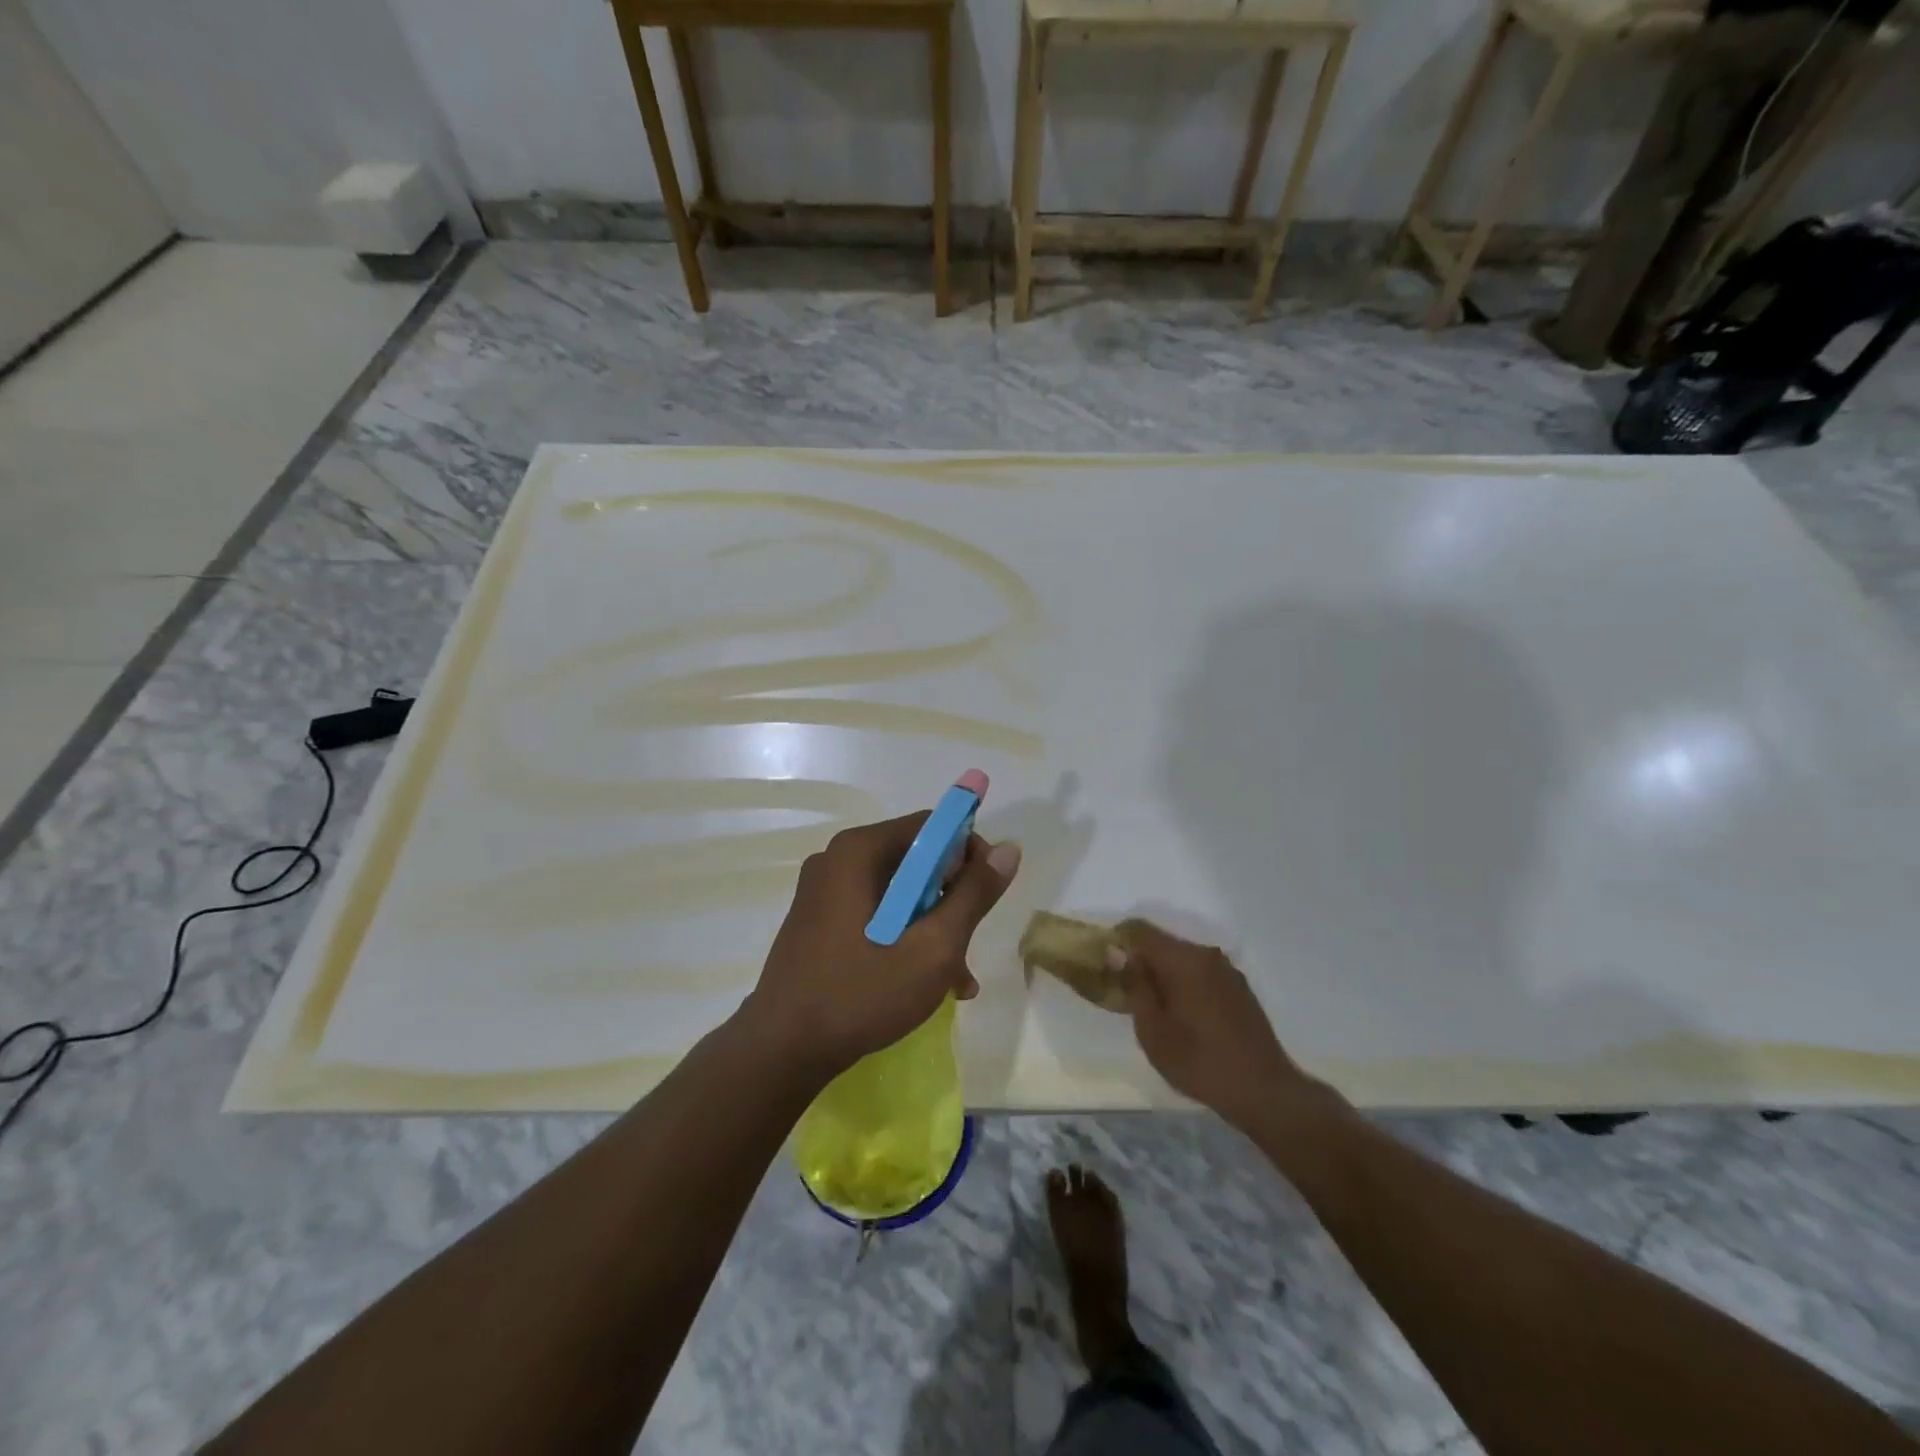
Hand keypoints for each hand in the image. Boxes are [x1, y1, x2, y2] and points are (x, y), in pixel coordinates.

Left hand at [740, 813, 1020, 1084]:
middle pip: (915, 861)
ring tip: (956, 979)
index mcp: (859, 851)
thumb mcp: (933, 948)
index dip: (969, 854)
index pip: (931, 827)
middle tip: (968, 946)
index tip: (987, 895)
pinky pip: (875, 913)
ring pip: (899, 893)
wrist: (781, 1051)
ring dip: (932, 927)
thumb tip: (1010, 848)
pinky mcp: (818, 921)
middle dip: (951, 901)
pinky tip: (925, 982)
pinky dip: (903, 937)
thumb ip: (973, 895)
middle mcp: (837, 860)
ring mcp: (823, 892)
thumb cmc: (861, 994)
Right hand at [1117, 921, 1313, 1127]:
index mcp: (1183, 960)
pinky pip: (1201, 972)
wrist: (1264, 1091)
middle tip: (1127, 993)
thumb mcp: (1153, 1030)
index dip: (1118, 940)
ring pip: (1183, 958)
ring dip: (1164, 974)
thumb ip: (1134, 985)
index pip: (1140, 929)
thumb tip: (1118, 952)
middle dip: (1141, 960)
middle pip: (1162, 942)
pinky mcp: (1239, 987)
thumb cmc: (1199, 1061)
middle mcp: (1206, 954)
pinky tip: (1184, 1015)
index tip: (1106, 966)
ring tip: (1156, 1008)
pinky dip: (1185, 983)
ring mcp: (1227, 970)